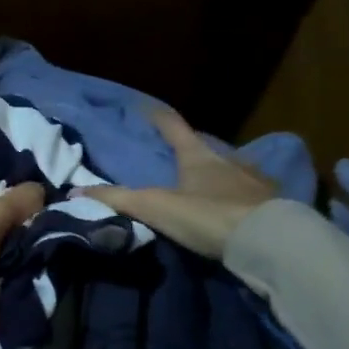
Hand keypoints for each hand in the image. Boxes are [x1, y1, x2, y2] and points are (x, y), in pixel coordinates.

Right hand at [74, 110, 275, 259]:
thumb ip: (117, 200)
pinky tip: (238, 209)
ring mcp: (256, 180)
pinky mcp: (275, 203)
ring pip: (232, 170)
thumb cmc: (209, 217)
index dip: (157, 116)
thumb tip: (73, 192)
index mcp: (198, 156)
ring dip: (219, 174)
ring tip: (208, 186)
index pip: (173, 126)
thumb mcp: (156, 208)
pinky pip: (252, 194)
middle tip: (177, 157)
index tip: (145, 106)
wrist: (271, 242)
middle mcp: (229, 160)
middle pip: (205, 148)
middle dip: (191, 150)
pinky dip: (242, 197)